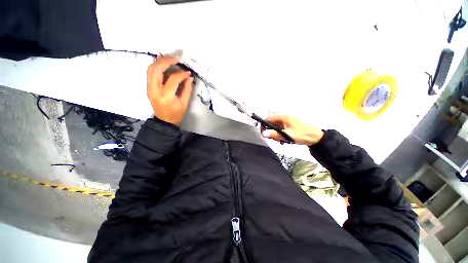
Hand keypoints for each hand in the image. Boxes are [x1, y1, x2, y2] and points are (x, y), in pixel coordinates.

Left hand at [147, 55, 193, 125]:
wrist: (164, 121)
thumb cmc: (176, 114)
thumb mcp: (184, 103)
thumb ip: (187, 89)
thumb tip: (189, 77)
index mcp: (166, 96)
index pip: (173, 79)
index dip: (181, 74)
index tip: (188, 72)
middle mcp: (154, 90)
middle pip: (157, 69)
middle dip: (167, 61)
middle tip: (177, 58)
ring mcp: (149, 88)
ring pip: (151, 69)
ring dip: (160, 61)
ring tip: (170, 58)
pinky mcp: (148, 87)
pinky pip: (150, 72)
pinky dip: (156, 65)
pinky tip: (163, 62)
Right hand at [261, 115, 323, 145]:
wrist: (316, 138)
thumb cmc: (301, 135)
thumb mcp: (286, 135)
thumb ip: (274, 134)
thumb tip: (263, 133)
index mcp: (284, 118)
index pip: (269, 119)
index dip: (264, 125)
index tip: (264, 133)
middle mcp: (285, 118)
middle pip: (273, 123)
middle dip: (271, 131)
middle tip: (274, 139)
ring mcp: (289, 122)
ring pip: (277, 127)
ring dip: (276, 134)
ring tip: (280, 141)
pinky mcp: (291, 126)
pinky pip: (282, 129)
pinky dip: (281, 134)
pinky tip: (284, 140)